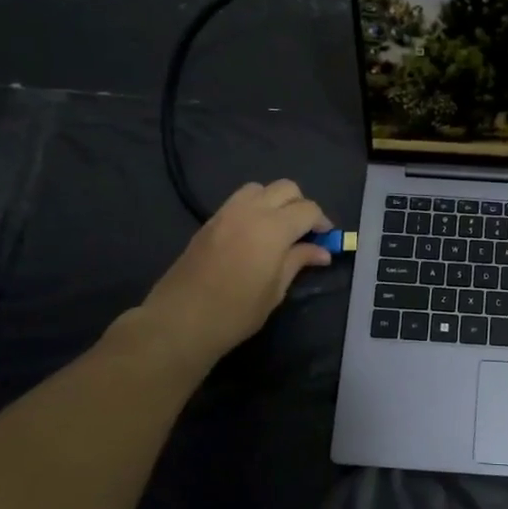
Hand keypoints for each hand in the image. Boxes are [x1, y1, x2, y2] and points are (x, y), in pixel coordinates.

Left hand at [120, 180, 333, 365]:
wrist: (181, 320)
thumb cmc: (236, 311)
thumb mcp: (275, 289)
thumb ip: (298, 261)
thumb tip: (322, 251)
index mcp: (273, 228)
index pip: (308, 209)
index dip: (322, 221)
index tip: (326, 239)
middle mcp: (251, 211)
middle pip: (286, 188)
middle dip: (301, 205)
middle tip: (304, 232)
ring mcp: (226, 213)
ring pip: (259, 188)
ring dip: (275, 201)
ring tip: (278, 228)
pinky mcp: (210, 221)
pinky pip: (239, 200)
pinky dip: (254, 207)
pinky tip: (255, 234)